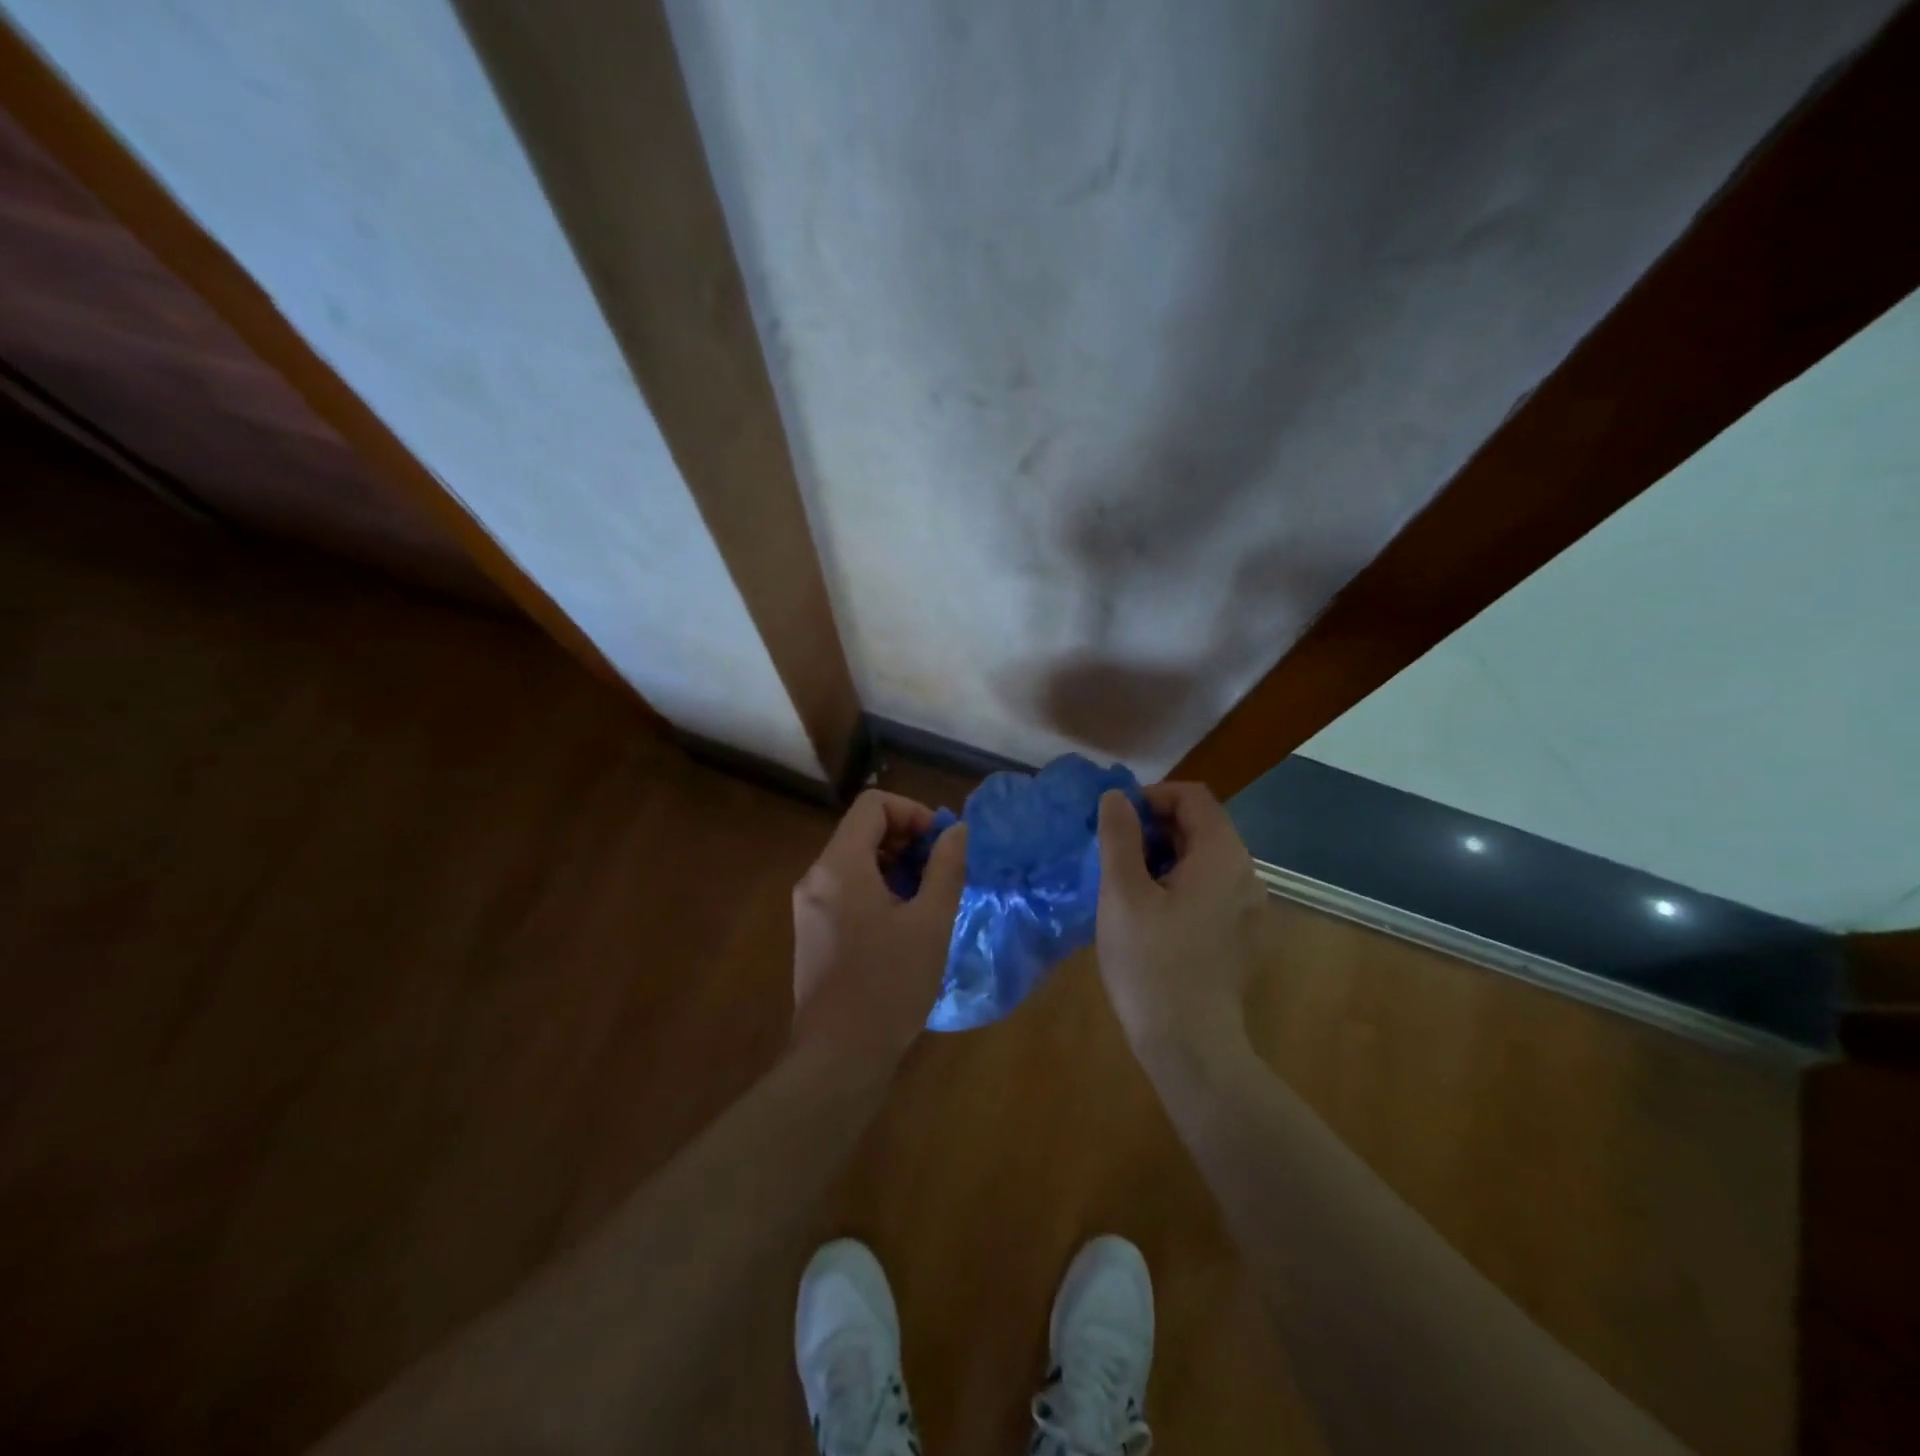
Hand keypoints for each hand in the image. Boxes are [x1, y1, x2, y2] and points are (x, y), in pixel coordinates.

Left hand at [790, 790, 968, 1069]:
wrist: (839, 1056)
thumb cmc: (889, 985)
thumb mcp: (930, 922)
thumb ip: (945, 867)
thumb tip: (957, 831)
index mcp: (840, 866)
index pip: (873, 805)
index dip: (913, 812)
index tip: (939, 845)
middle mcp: (816, 876)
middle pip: (862, 829)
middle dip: (906, 839)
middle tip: (939, 872)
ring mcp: (808, 905)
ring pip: (855, 859)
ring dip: (894, 865)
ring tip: (926, 899)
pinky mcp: (811, 929)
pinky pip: (845, 887)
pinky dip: (877, 887)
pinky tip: (903, 923)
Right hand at [1094, 782, 1265, 1068]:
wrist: (1191, 1046)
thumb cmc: (1151, 963)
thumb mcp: (1122, 893)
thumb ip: (1119, 837)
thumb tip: (1116, 796)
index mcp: (1223, 855)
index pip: (1193, 796)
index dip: (1151, 798)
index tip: (1117, 824)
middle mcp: (1247, 873)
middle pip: (1201, 826)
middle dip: (1154, 830)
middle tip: (1115, 858)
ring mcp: (1249, 907)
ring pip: (1203, 859)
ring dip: (1164, 858)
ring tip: (1127, 888)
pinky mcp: (1243, 935)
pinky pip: (1210, 889)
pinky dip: (1180, 885)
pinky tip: (1151, 917)